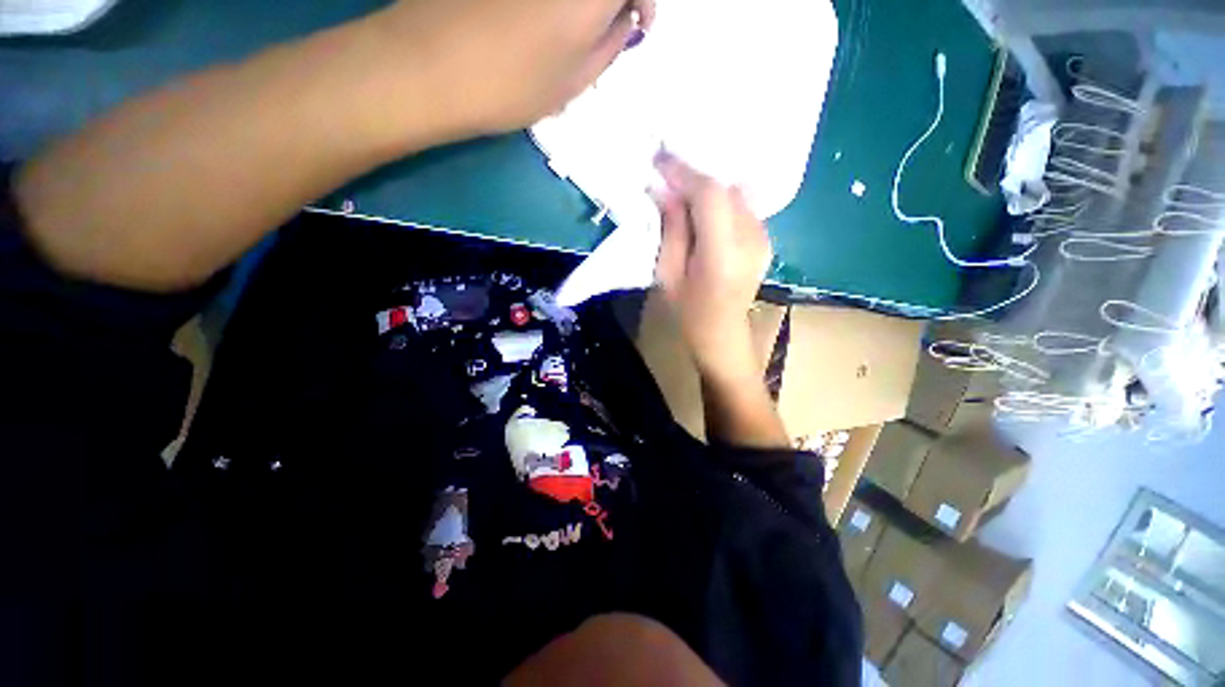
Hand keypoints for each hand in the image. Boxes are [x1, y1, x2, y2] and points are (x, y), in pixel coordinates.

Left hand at [379, 0, 653, 135]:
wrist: (429, 66)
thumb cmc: (512, 84)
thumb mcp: (575, 79)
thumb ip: (610, 44)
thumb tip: (625, 20)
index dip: (645, 1)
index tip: (638, 26)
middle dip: (614, 1)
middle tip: (609, 22)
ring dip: (581, 4)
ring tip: (572, 24)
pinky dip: (553, 1)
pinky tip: (539, 14)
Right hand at [653, 152, 773, 378]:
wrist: (722, 338)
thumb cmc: (688, 316)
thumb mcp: (668, 276)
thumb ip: (671, 231)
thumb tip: (665, 192)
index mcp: (723, 255)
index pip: (710, 196)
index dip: (685, 172)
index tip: (659, 160)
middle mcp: (752, 240)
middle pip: (726, 189)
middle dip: (694, 177)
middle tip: (666, 174)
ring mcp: (764, 240)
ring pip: (735, 194)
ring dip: (707, 188)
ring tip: (681, 189)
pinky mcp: (765, 241)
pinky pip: (741, 207)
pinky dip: (720, 201)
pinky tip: (702, 207)